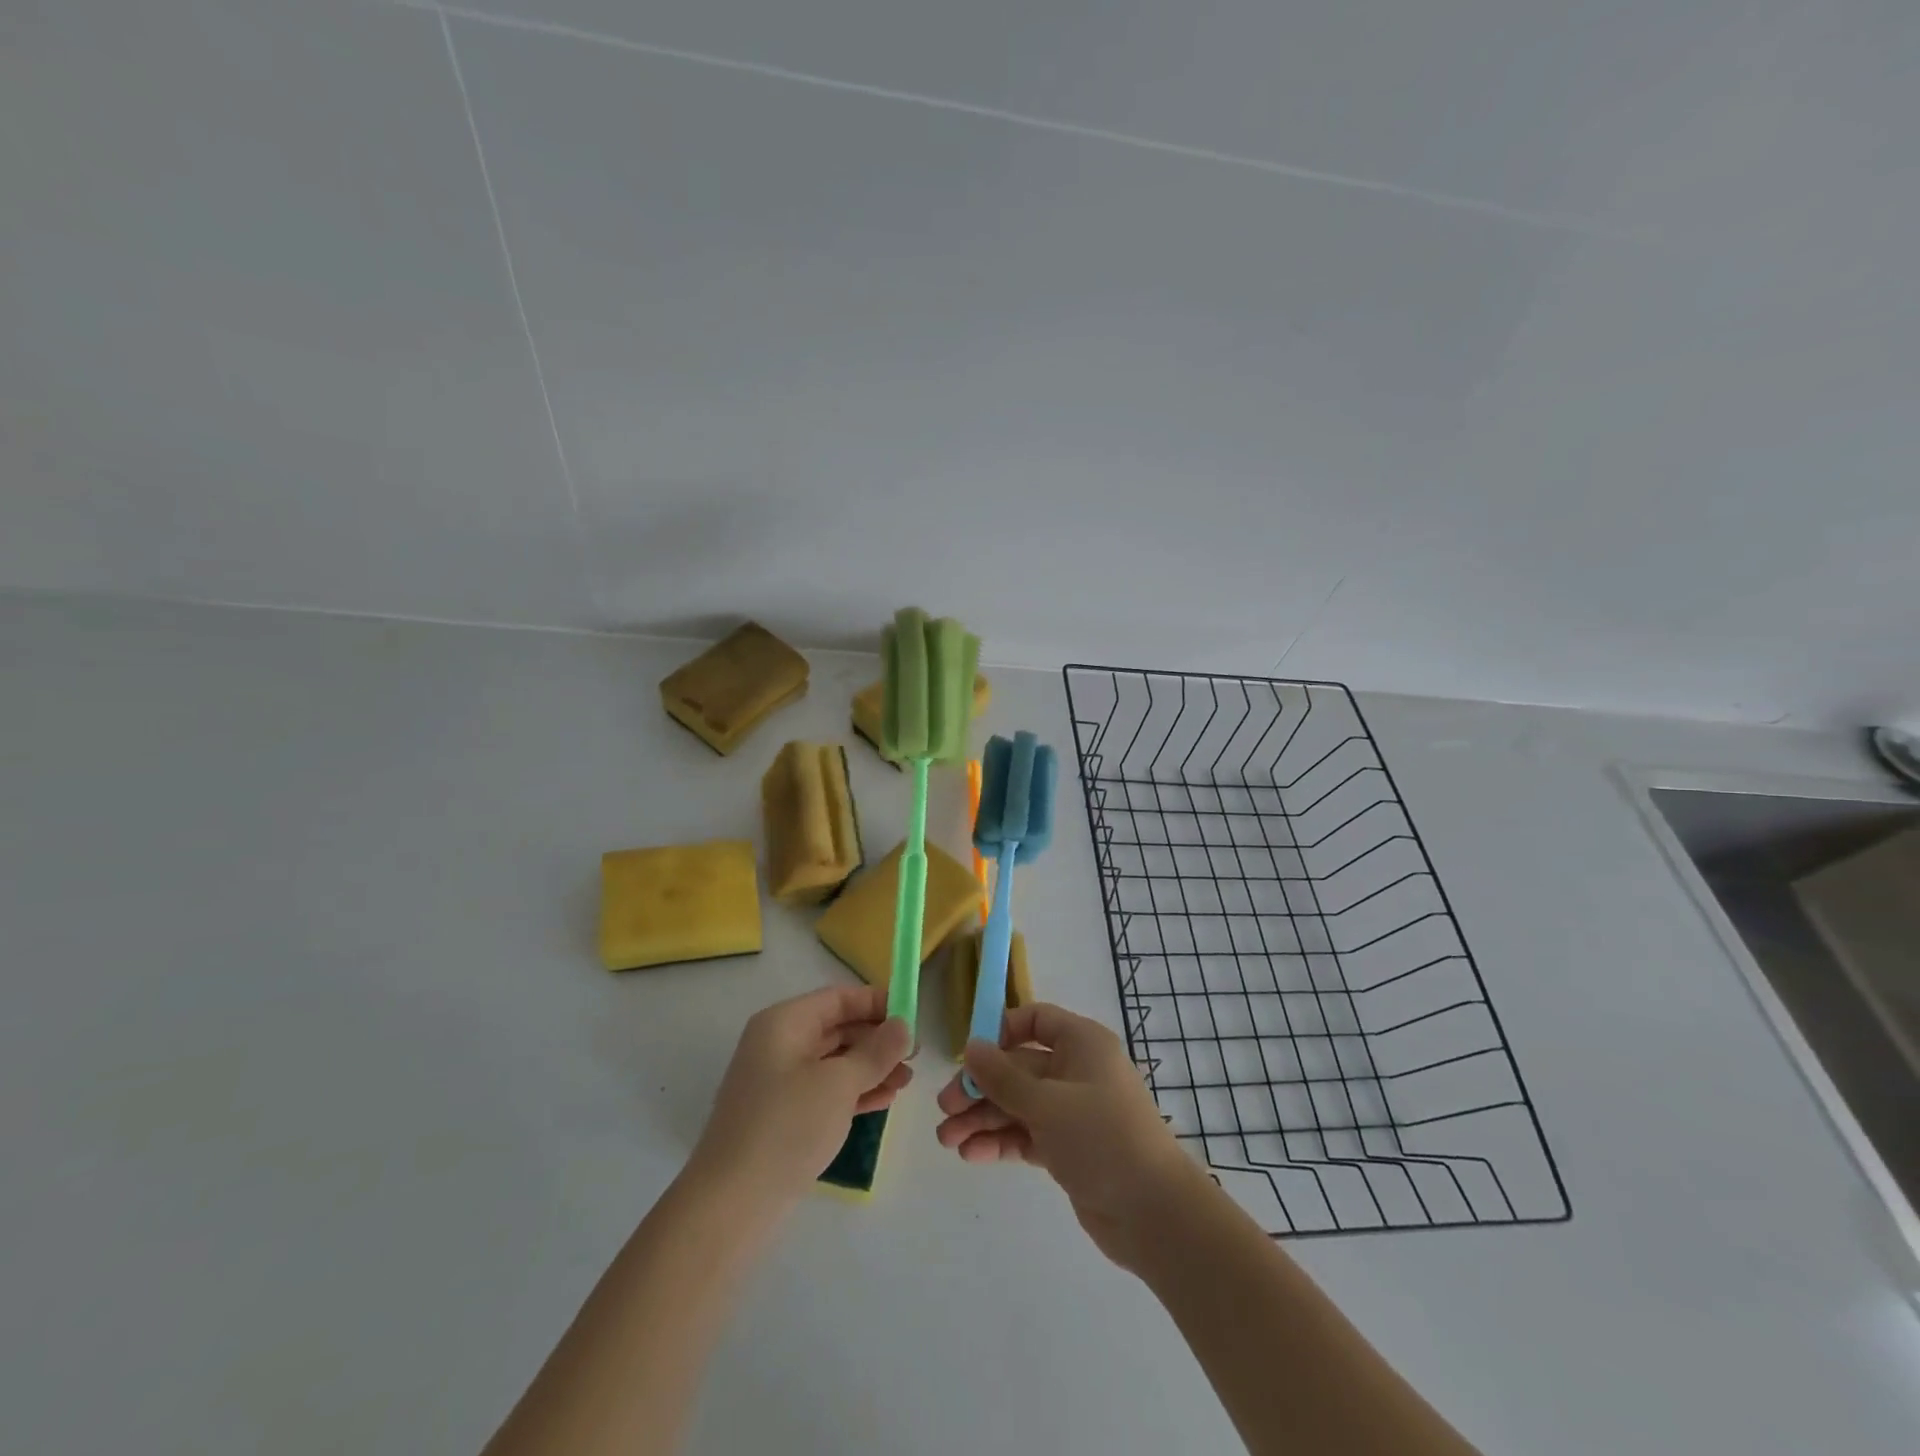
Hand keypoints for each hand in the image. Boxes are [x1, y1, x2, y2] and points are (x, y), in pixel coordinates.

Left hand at [690, 984, 911, 1210]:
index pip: (838, 998)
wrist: (731, 1204)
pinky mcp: (784, 1116)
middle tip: (916, 1054)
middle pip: (837, 1028)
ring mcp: (780, 1082)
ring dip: (872, 1067)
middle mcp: (780, 1044)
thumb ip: (876, 1052)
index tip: (913, 1016)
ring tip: (907, 1081)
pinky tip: (886, 1100)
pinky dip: (856, 1091)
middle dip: (878, 1039)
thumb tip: (903, 1026)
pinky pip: (827, 1091)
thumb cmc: (787, 1126)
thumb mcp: (839, 1083)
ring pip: (835, 1062)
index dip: (877, 1002)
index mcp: (785, 1023)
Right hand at [935, 1003, 1203, 1268]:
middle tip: (945, 1108)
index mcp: (1081, 1043)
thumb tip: (970, 1046)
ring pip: (1018, 1104)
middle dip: (981, 1087)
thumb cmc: (1102, 1138)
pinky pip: (1027, 1135)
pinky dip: (1000, 1141)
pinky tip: (971, 1154)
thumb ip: (1002, 1077)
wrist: (1155, 1214)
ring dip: (983, 1118)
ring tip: (947, 1140)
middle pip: (1018, 1067)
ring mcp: (1073, 1112)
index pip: (1035, 1020)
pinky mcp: (1069, 1149)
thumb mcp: (1046, 1103)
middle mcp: (1077, 1071)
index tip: (970, 1055)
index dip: (1001, 1031)